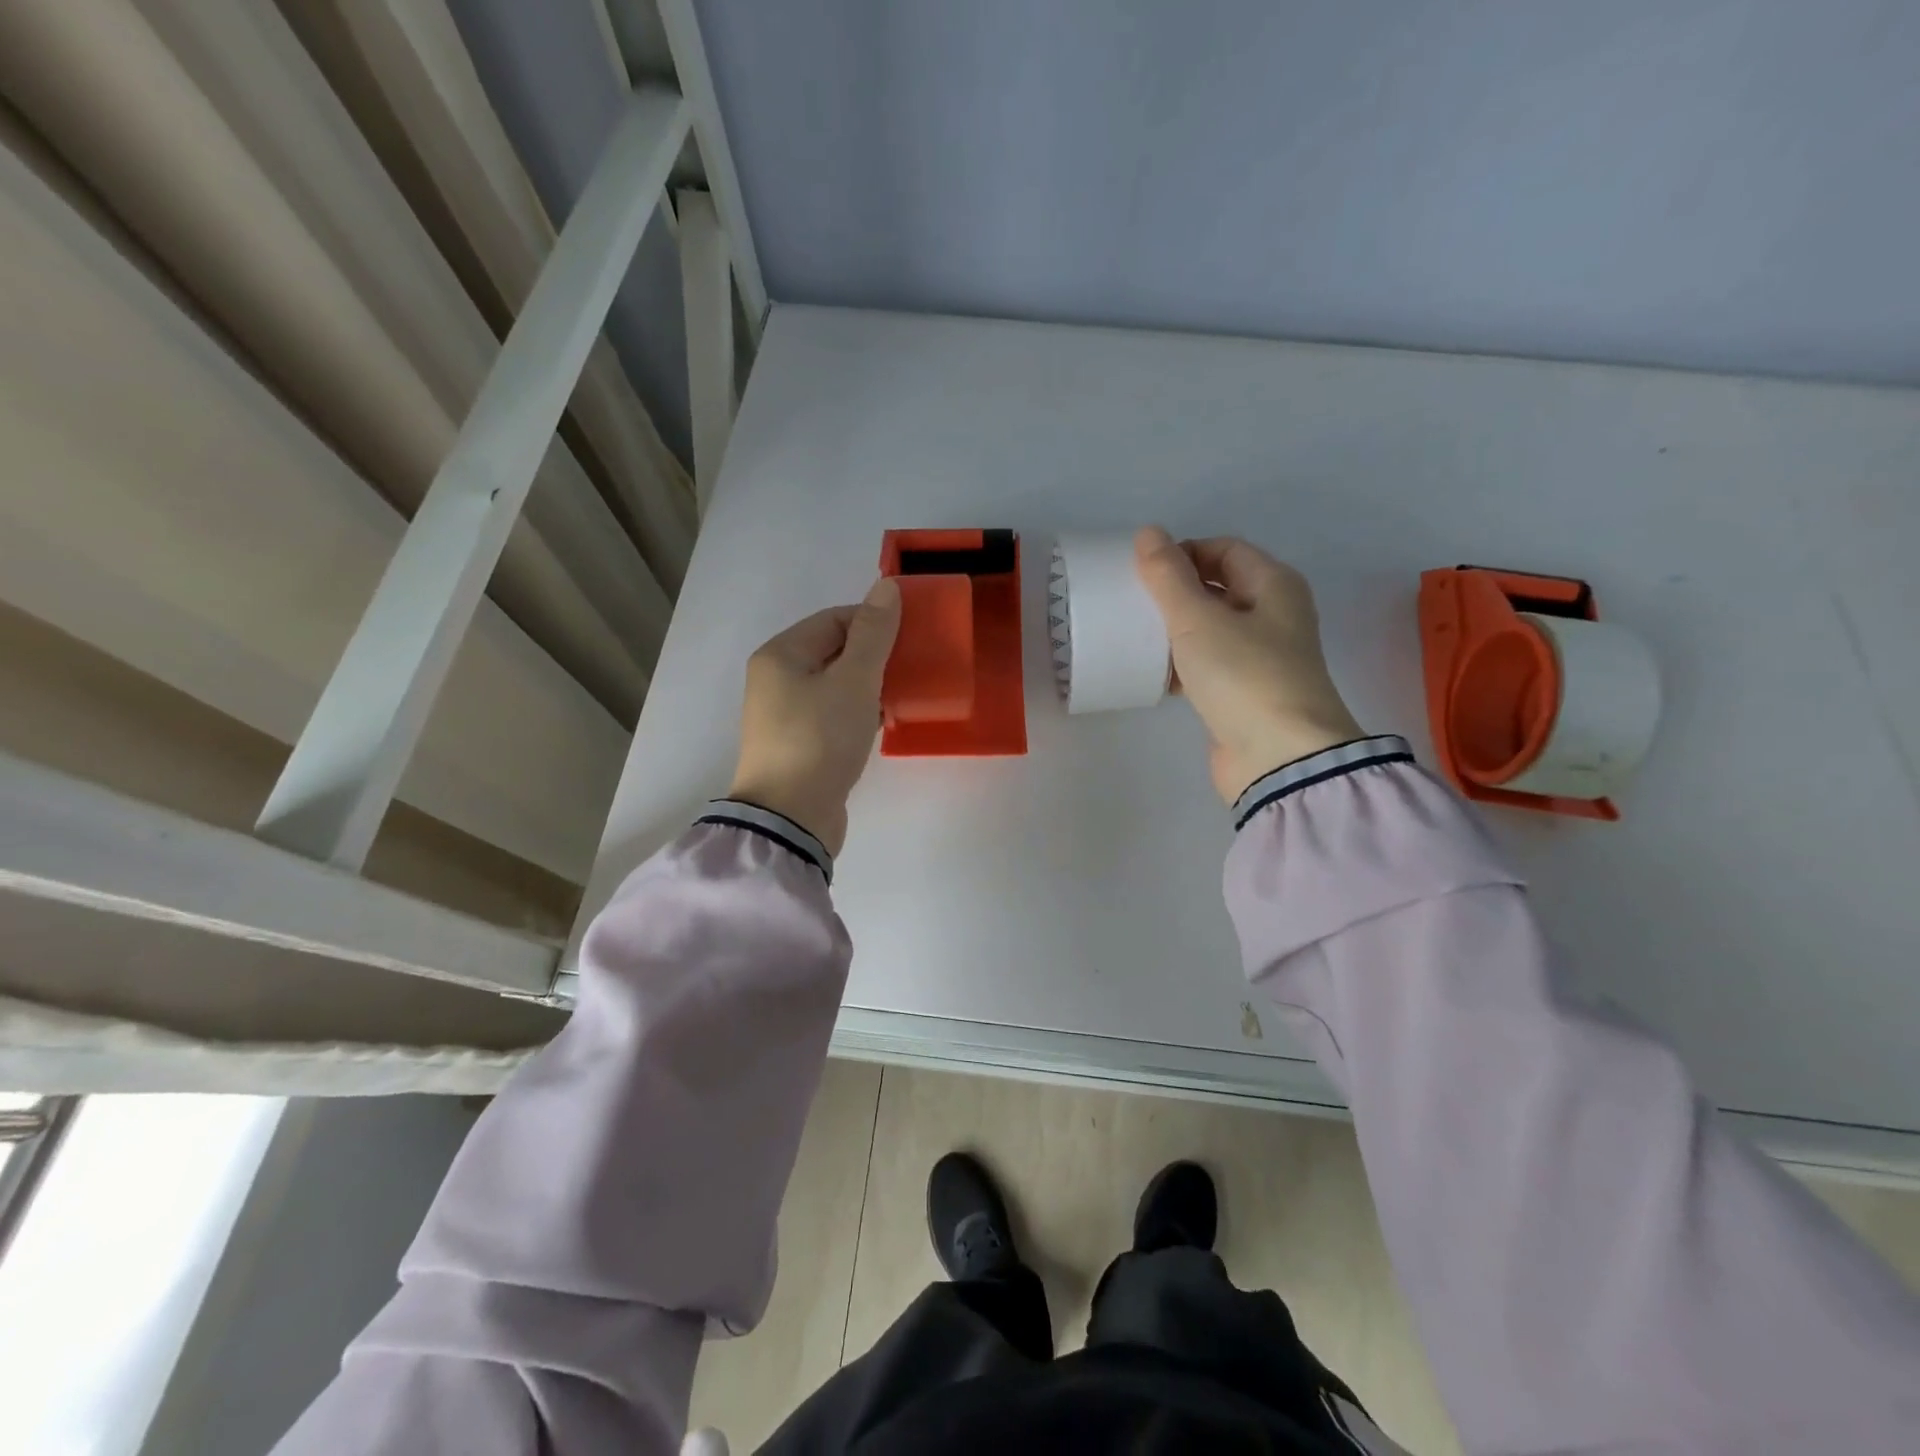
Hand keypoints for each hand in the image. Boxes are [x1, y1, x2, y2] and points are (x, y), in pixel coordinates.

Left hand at [729, 578, 901, 855]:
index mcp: (781, 655)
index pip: (834, 619)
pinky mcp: (799, 745)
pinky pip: (833, 714)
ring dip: (869, 685)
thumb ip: (873, 633)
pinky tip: (882, 721)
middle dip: (875, 655)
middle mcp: (776, 680)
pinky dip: (858, 712)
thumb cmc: (820, 739)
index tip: (912, 637)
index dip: (874, 622)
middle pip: (834, 651)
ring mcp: (785, 716)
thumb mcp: (854, 680)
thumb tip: (886, 585)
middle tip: (914, 666)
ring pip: (836, 685)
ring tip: (904, 693)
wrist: (791, 818)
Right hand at [1134, 526, 1362, 803]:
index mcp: (1274, 585)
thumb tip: (1149, 533)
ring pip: (1210, 628)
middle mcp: (1273, 615)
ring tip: (1135, 636)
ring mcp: (1261, 656)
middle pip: (1217, 587)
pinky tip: (1153, 673)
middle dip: (1175, 592)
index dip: (1183, 552)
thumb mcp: (1199, 619)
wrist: (1279, 757)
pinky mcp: (1244, 692)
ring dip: (1175, 629)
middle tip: (1134, 602)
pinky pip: (1208, 665)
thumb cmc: (1243, 675)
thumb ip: (1169, 576)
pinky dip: (1182, 664)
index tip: (1143, 572)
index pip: (1224, 549)